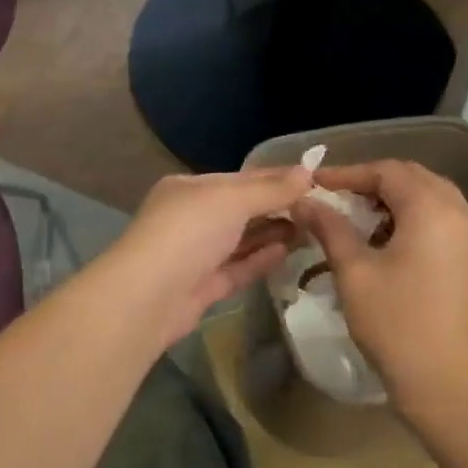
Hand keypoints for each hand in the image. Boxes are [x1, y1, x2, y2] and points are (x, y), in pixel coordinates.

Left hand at [97, 167, 313, 348]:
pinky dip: (259, 259)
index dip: (275, 178)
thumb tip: (307, 172)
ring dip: (271, 234)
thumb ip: (270, 189)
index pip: (239, 179)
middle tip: (318, 210)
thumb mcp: (232, 199)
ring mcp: (194, 254)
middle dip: (275, 208)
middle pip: (239, 210)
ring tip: (309, 230)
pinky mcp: (201, 287)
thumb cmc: (189, 232)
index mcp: (189, 188)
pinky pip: (236, 268)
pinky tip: (287, 252)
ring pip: (239, 240)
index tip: (313, 180)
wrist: (149, 295)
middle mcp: (190, 218)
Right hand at [293, 160, 467, 422]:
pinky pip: (443, 222)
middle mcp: (462, 215)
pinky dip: (413, 220)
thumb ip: (329, 227)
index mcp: (433, 210)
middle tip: (336, 196)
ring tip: (357, 220)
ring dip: (394, 201)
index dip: (348, 173)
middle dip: (373, 182)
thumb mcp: (354, 272)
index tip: (315, 184)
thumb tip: (303, 200)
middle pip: (414, 179)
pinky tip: (387, 244)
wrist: (451, 388)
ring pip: (432, 199)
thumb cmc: (397, 324)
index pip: (387, 171)